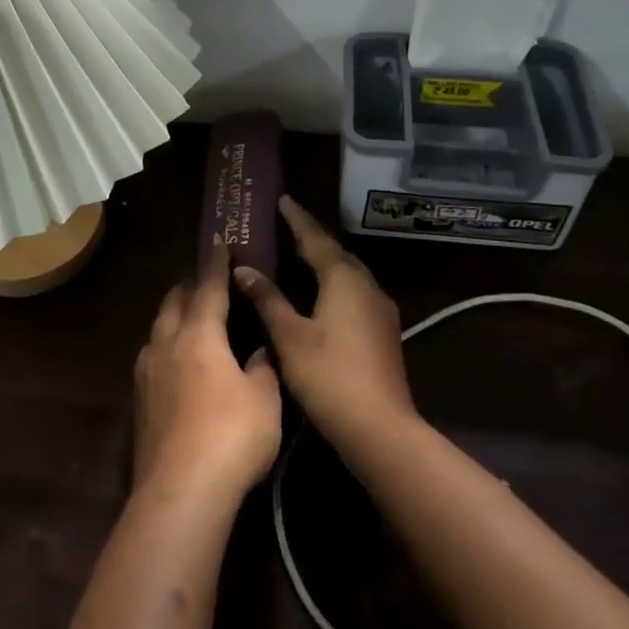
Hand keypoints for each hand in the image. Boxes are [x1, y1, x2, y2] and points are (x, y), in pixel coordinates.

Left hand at [133, 258, 281, 506]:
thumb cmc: (232, 436)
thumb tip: (259, 349)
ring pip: (158, 328)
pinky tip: (177, 360)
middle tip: (206, 281)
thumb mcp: (264, 399)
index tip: (218, 243)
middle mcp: (166, 344)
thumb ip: (262, 367)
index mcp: (199, 334)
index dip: (215, 265)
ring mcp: (147, 372)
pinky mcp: (139, 401)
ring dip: (174, 315)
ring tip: (190, 316)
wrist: (180, 491)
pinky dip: (166, 344)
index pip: (208, 288)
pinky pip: (152, 355)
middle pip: (174, 302)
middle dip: (189, 286)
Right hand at [233, 196, 417, 451]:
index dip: (297, 219)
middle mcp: (367, 286)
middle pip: (336, 253)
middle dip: (312, 238)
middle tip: (286, 226)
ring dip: (325, 261)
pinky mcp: (384, 331)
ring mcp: (380, 309)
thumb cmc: (329, 377)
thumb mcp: (289, 337)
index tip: (282, 200)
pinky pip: (355, 292)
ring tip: (299, 255)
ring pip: (349, 273)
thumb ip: (267, 299)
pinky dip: (334, 283)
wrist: (381, 429)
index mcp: (344, 279)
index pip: (316, 238)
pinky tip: (320, 294)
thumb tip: (243, 269)